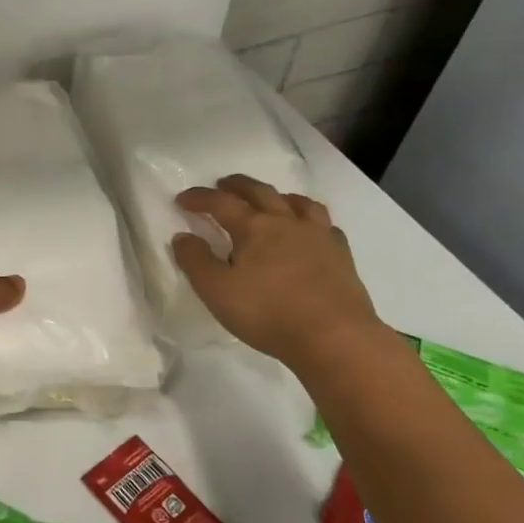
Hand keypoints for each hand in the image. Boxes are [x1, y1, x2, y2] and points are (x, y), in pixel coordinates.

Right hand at [172, 175, 383, 369]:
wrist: (335, 337)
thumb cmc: (268, 313)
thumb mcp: (216, 290)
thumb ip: (195, 261)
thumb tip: (182, 237)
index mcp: (253, 228)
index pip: (220, 203)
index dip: (199, 198)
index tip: (181, 199)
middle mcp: (286, 222)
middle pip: (260, 191)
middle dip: (237, 185)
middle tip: (222, 185)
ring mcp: (318, 236)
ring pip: (298, 202)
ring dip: (278, 196)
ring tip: (270, 200)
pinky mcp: (341, 255)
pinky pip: (325, 225)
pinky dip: (310, 220)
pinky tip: (308, 231)